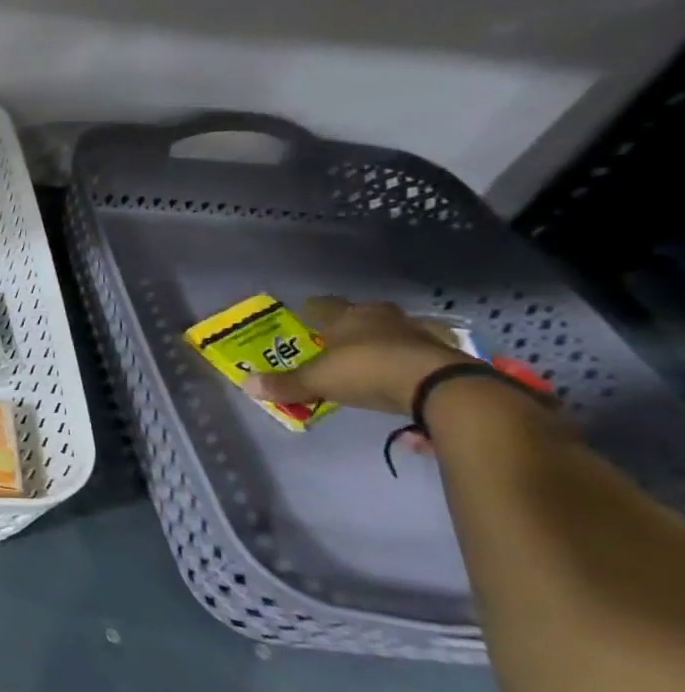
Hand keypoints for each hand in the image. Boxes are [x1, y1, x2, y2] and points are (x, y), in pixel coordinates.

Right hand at [242, 297, 467, 415]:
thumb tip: (245, 384)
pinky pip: (417, 353)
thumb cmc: (367, 371)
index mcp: (348, 316)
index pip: (322, 305)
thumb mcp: (318, 381)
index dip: (311, 312)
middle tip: (336, 343)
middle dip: (349, 327)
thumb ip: (285, 384)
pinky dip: (407, 362)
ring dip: (381, 343)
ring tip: (369, 362)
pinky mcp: (445, 353)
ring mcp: (418, 333)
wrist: (440, 386)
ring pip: (392, 332)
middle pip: (361, 316)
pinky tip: (400, 377)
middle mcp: (382, 317)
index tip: (303, 319)